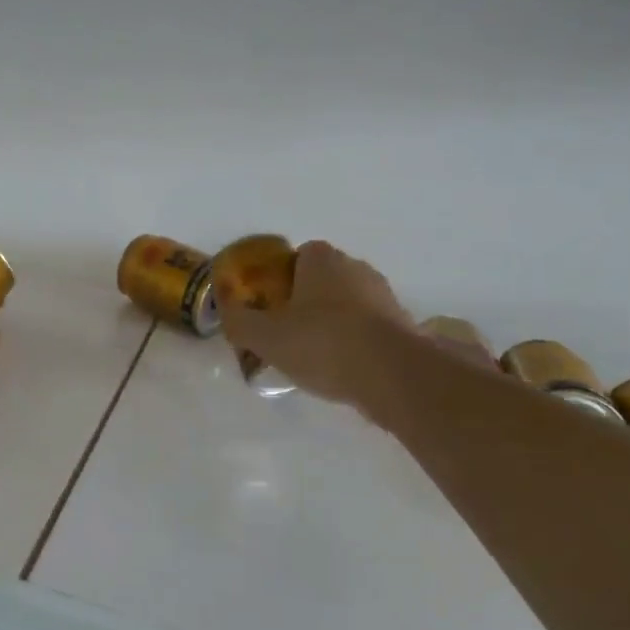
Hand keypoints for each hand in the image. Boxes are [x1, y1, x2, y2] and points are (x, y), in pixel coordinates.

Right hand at [220, 241, 414, 405]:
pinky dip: (355, 342)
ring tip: (314, 357)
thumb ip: (239, 322)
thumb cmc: (322, 343)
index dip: (281, 278)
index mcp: (322, 259)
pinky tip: (342, 369)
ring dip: (333, 323)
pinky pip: (369, 328)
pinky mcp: (404, 326)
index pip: (298, 255)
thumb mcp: (265, 337)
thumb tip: (225, 310)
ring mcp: (384, 296)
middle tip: (286, 332)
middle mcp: (356, 268)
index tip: (270, 306)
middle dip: (306, 300)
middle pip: (323, 279)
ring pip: (348, 304)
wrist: (394, 375)